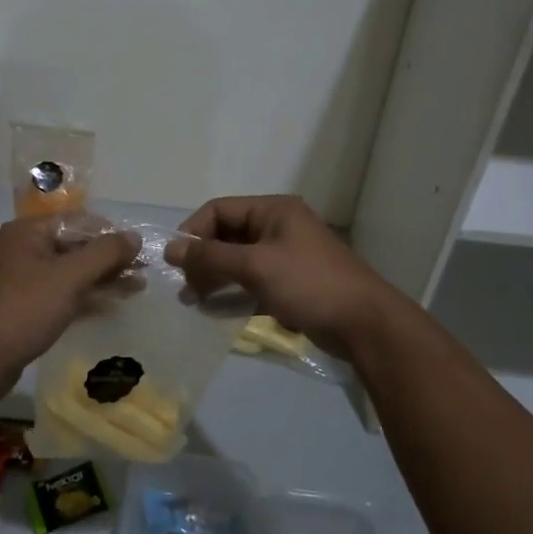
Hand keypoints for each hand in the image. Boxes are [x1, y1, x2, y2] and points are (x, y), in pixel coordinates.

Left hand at [0, 215, 139, 394]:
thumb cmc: (24, 309)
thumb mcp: (69, 277)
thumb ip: (105, 253)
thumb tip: (135, 236)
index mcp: (29, 231)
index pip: (79, 220)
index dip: (111, 233)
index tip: (141, 250)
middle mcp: (24, 249)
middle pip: (76, 245)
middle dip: (110, 258)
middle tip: (144, 272)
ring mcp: (23, 280)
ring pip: (71, 272)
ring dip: (103, 279)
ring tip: (137, 289)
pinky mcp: (25, 307)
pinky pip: (62, 294)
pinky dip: (86, 297)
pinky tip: (112, 306)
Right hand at [164, 195, 401, 358]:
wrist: (363, 323)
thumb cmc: (308, 283)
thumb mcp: (255, 265)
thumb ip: (210, 256)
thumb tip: (170, 248)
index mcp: (273, 210)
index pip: (219, 210)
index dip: (193, 232)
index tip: (174, 261)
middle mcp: (278, 227)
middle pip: (226, 235)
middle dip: (202, 259)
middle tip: (183, 287)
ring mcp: (285, 257)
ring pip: (237, 261)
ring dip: (213, 278)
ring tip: (192, 301)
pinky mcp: (289, 284)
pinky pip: (251, 283)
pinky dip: (232, 293)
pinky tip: (215, 311)